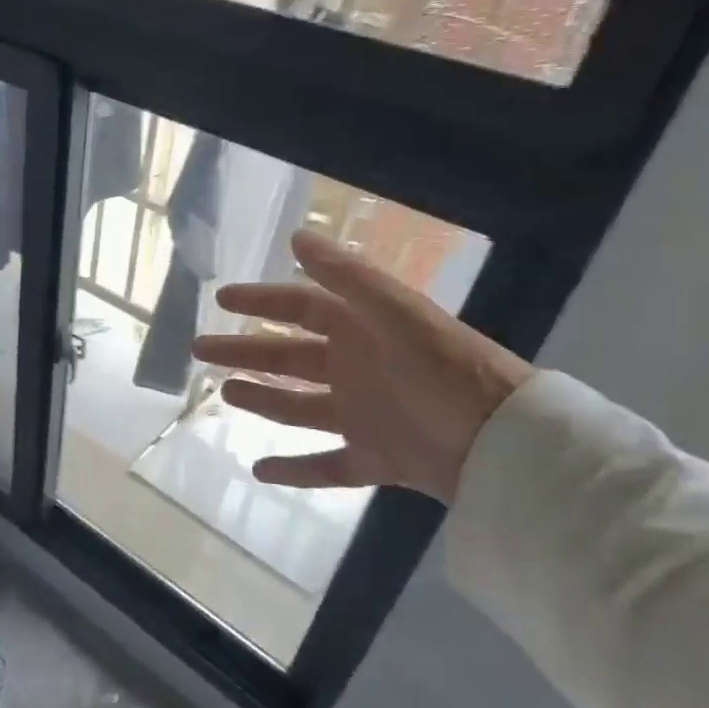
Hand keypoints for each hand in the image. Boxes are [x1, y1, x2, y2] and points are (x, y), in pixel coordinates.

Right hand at [191, 229, 531, 503]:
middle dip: (243, 351)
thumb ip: (349, 278)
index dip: (261, 301)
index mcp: (362, 331)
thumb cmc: (447, 371)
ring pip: (299, 406)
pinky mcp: (375, 459)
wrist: (507, 444)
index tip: (221, 299)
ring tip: (225, 394)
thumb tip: (298, 237)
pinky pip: (325, 465)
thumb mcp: (399, 315)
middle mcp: (356, 369)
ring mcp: (363, 416)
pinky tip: (259, 470)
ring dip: (262, 398)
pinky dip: (294, 469)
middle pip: (287, 357)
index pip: (301, 308)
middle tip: (201, 349)